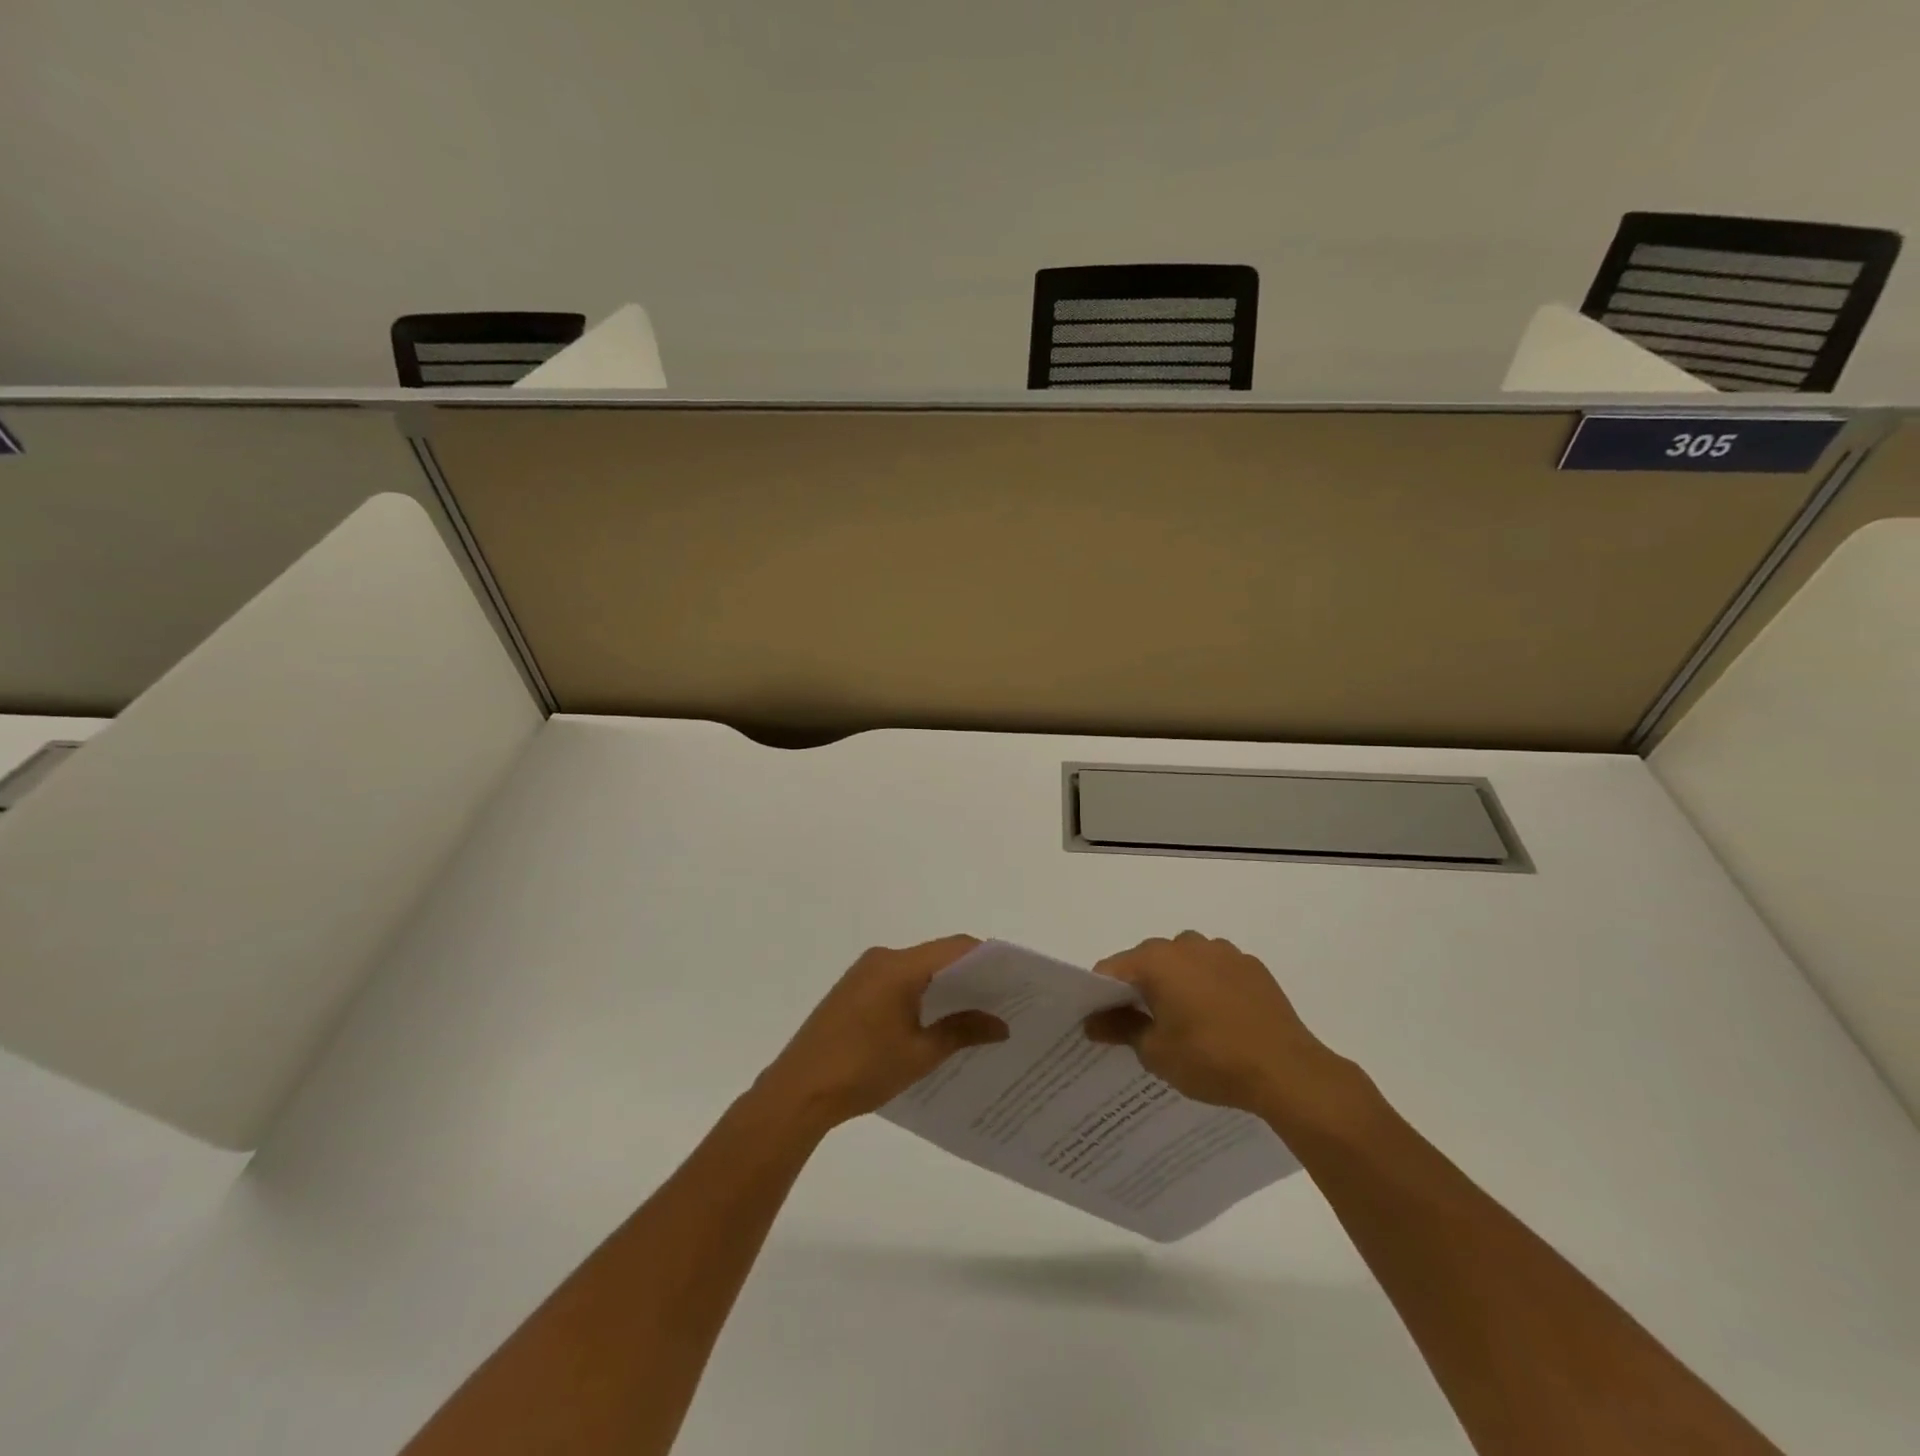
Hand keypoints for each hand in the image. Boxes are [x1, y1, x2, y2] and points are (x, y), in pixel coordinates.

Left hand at [755, 936, 1008, 1131]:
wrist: (798, 1091)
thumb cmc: (862, 1070)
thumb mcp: (919, 1054)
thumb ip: (962, 1032)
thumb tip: (1001, 1025)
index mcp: (899, 966)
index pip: (955, 948)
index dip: (988, 958)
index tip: (1014, 977)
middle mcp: (882, 958)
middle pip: (936, 955)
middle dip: (969, 974)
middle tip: (1002, 998)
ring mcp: (863, 972)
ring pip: (916, 968)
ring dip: (944, 985)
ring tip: (975, 1012)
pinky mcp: (853, 990)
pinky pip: (897, 980)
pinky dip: (920, 992)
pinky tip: (935, 1020)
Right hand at [1084, 931, 1361, 1126]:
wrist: (1287, 1071)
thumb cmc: (1211, 1059)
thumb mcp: (1155, 1052)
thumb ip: (1119, 1029)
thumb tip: (1091, 1022)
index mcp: (1156, 960)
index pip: (1111, 969)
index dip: (1100, 995)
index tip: (1102, 1023)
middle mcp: (1187, 944)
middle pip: (1147, 961)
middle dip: (1140, 988)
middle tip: (1142, 1026)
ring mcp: (1223, 952)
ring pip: (1184, 962)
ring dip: (1176, 983)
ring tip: (1185, 1023)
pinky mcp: (1251, 966)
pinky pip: (1215, 970)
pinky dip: (1208, 986)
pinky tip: (1219, 1019)